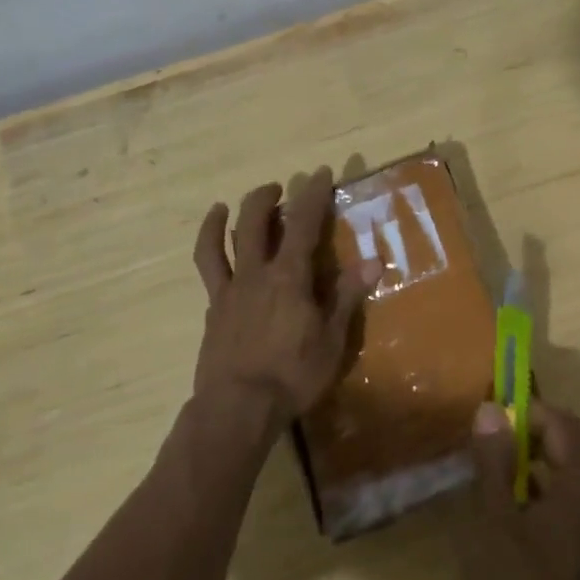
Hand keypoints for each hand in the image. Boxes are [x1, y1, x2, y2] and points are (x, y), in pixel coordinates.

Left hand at [191, 168, 378, 431]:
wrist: (237, 407)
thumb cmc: (292, 375)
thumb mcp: (331, 340)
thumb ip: (346, 296)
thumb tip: (372, 261)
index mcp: (289, 276)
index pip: (303, 222)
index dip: (313, 194)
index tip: (320, 172)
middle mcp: (256, 273)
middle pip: (255, 220)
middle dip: (267, 197)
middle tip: (280, 189)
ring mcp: (229, 289)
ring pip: (222, 241)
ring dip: (224, 218)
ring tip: (224, 206)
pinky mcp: (213, 309)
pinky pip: (208, 271)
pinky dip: (209, 250)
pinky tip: (214, 250)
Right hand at [454, 400, 579, 579]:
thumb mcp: (493, 517)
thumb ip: (493, 460)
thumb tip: (491, 410)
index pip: (564, 425)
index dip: (530, 412)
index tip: (493, 418)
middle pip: (567, 452)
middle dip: (527, 440)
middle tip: (485, 446)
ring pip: (565, 484)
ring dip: (529, 472)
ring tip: (488, 479)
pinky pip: (565, 513)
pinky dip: (537, 502)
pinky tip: (503, 520)